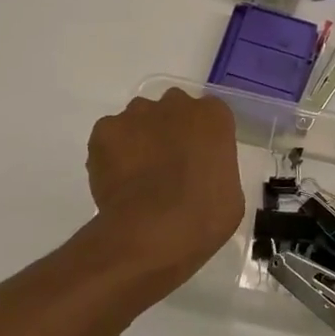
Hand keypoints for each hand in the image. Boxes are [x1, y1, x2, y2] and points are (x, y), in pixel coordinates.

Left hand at [85, 91, 243, 288]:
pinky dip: (111, 154)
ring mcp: (137, 114)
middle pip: (172, 109)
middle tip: (168, 165)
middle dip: (170, 130)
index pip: (209, 115)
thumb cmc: (204, 216)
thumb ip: (215, 169)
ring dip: (140, 138)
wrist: (153, 231)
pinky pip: (110, 136)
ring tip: (137, 176)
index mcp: (213, 116)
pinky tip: (116, 181)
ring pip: (138, 119)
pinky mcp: (105, 130)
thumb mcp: (229, 193)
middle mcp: (175, 104)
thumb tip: (199, 175)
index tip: (197, 162)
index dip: (201, 138)